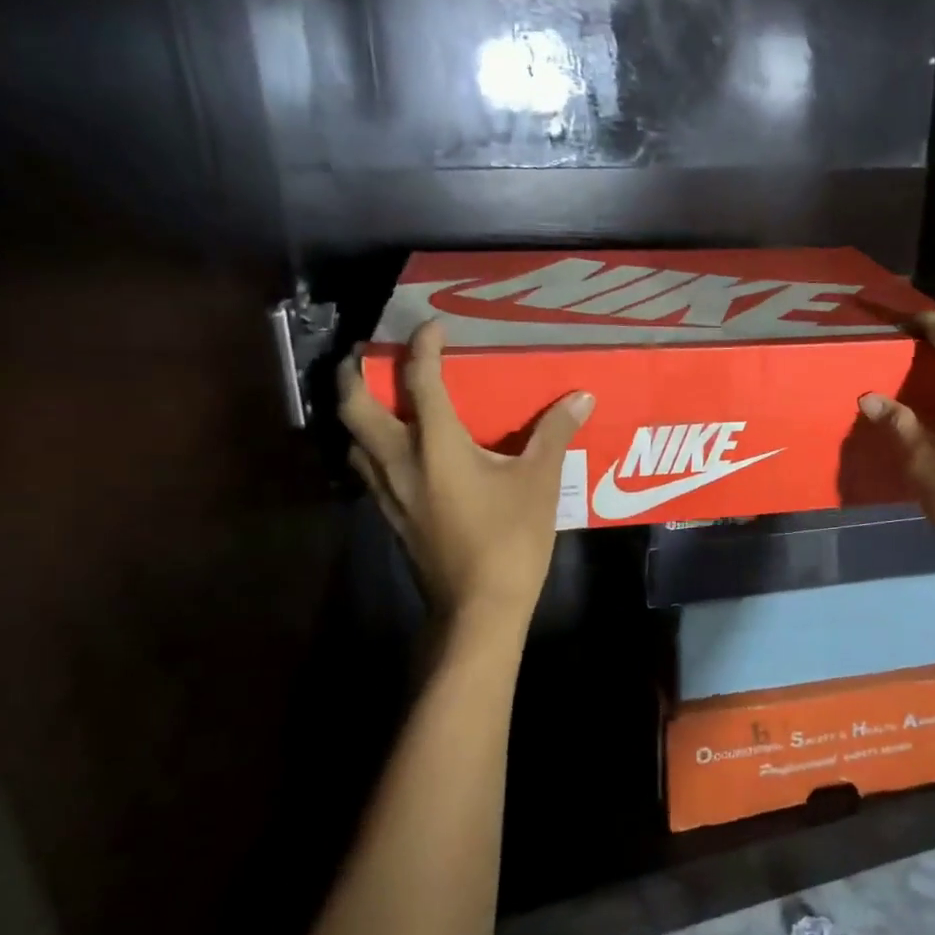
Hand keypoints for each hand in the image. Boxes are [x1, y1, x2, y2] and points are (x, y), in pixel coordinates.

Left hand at [338, 321, 593, 627]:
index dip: (422, 348)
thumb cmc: (511, 540)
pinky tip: (395, 450)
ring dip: (356, 411)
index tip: (431, 327)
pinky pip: (366, 467)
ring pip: (352, 440)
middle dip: (355, 374)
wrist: (478, 607)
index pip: (419, 382)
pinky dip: (369, 444)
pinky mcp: (390, 516)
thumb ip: (555, 434)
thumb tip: (582, 397)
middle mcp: (399, 462)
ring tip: (376, 397)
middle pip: (356, 407)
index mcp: (436, 446)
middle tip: (369, 354)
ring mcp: (387, 492)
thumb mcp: (540, 483)